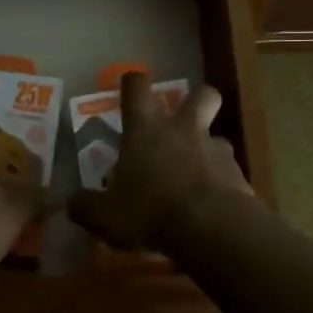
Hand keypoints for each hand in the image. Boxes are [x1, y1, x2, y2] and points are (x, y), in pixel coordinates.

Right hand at [68, 73, 255, 253]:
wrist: (212, 230)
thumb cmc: (150, 212)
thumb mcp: (105, 216)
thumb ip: (86, 207)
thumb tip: (72, 203)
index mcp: (146, 130)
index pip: (137, 88)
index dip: (133, 82)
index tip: (131, 85)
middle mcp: (183, 131)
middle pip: (201, 94)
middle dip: (195, 100)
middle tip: (183, 121)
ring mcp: (216, 150)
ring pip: (217, 136)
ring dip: (207, 150)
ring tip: (195, 177)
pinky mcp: (239, 176)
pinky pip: (229, 173)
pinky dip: (221, 184)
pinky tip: (211, 208)